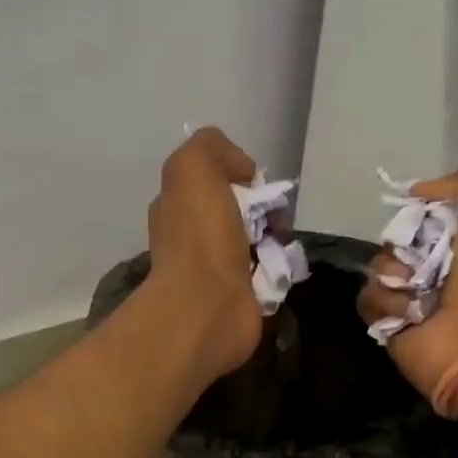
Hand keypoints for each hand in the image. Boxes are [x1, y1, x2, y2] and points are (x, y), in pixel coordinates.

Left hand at [144, 127, 263, 380]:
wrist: (206, 309)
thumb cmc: (199, 236)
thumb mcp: (194, 167)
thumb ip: (212, 148)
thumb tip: (242, 172)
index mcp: (176, 204)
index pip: (211, 178)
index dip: (237, 172)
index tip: (253, 182)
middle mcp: (191, 236)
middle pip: (237, 209)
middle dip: (263, 208)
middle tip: (275, 217)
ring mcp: (213, 269)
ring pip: (254, 240)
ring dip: (274, 238)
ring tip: (280, 244)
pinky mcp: (237, 297)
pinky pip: (265, 273)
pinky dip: (277, 268)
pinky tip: (279, 269)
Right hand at [357, 166, 457, 397]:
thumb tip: (416, 191)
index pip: (422, 211)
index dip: (419, 208)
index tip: (421, 212)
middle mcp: (434, 265)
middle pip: (394, 237)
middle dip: (402, 243)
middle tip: (421, 259)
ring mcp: (409, 294)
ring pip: (377, 266)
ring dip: (395, 274)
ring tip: (417, 292)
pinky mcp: (388, 320)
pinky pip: (367, 296)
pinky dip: (385, 301)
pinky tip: (408, 312)